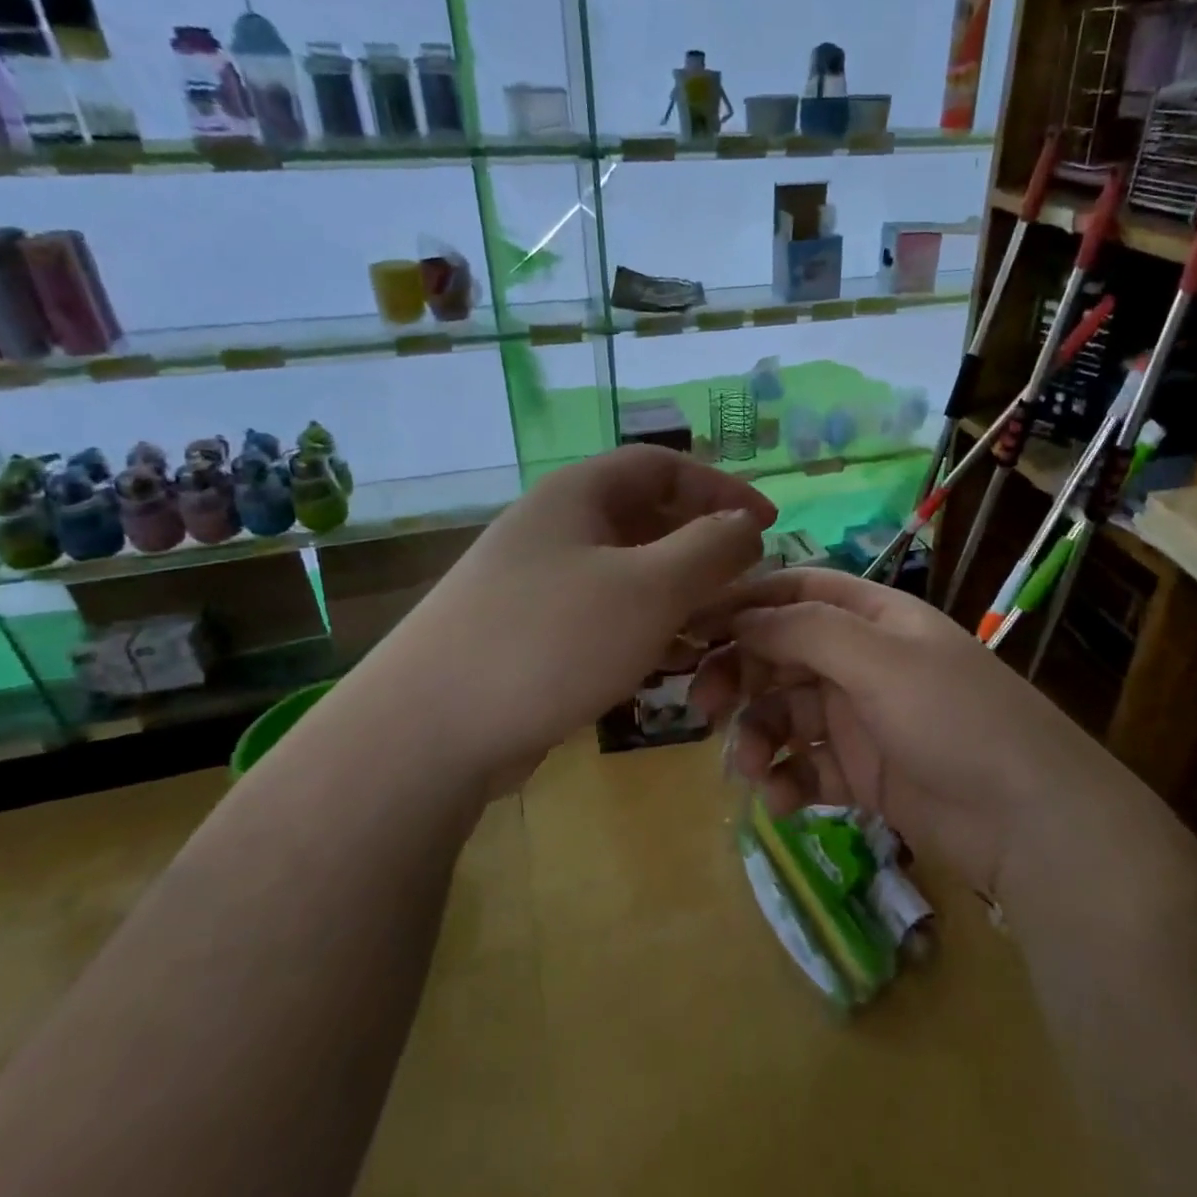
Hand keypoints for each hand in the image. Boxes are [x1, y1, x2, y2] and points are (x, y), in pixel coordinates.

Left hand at [397, 445, 773, 788]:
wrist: (429, 731)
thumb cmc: (551, 640)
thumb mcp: (649, 588)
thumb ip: (710, 549)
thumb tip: (746, 525)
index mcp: (578, 495)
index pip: (663, 465)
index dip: (721, 486)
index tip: (767, 523)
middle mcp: (556, 528)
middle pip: (646, 518)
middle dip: (702, 546)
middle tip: (746, 582)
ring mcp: (539, 582)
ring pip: (628, 572)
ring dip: (678, 593)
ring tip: (717, 629)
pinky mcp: (532, 633)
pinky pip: (605, 614)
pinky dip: (645, 628)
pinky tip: (669, 664)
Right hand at [690, 569, 1081, 896]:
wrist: (1029, 820)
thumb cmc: (954, 718)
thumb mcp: (880, 659)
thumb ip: (805, 631)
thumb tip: (739, 617)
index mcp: (874, 617)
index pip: (796, 591)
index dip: (744, 603)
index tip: (691, 627)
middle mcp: (863, 660)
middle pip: (782, 654)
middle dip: (740, 676)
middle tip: (702, 707)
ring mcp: (862, 719)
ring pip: (787, 714)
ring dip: (759, 736)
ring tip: (750, 768)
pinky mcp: (862, 773)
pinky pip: (806, 766)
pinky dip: (786, 780)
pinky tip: (780, 802)